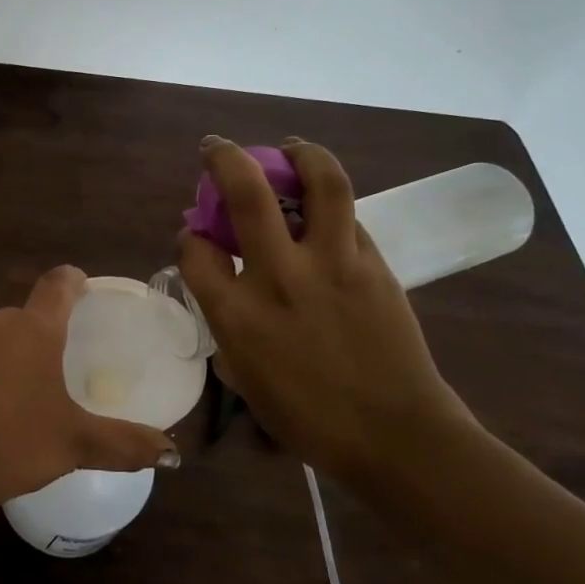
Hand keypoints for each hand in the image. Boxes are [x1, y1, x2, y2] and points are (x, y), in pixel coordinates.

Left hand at [0, 266, 180, 518]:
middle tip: (63, 364)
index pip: (57, 284)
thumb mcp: (76, 444)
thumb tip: (172, 453)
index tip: (83, 286)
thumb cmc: (13, 443)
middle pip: (27, 315)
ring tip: (29, 392)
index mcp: (33, 329)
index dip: (73, 281)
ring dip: (14, 354)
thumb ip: (125, 444)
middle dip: (45, 332)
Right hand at [175, 135, 472, 484]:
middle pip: (247, 193)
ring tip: (291, 149)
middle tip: (216, 148)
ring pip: (320, 183)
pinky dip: (332, 205)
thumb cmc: (308, 418)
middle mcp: (280, 276)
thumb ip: (228, 325)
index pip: (195, 250)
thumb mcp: (244, 377)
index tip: (197, 237)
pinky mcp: (374, 264)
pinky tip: (326, 210)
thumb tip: (225, 289)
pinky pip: (350, 218)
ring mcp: (332, 265)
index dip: (190, 237)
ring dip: (301, 154)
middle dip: (224, 159)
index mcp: (237, 314)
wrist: (394, 435)